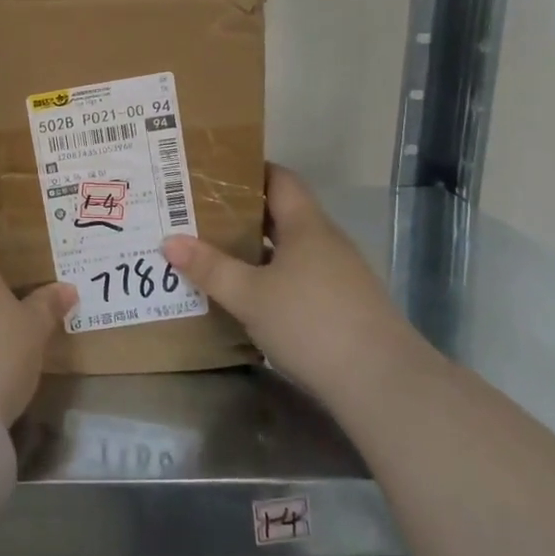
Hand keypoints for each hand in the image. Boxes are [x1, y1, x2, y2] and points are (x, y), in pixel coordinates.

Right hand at [162, 164, 403, 389]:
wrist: (384, 384)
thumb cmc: (311, 323)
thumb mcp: (249, 296)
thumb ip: (210, 268)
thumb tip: (169, 240)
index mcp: (307, 226)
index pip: (280, 179)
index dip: (249, 171)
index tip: (212, 173)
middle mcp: (327, 242)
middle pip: (283, 214)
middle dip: (242, 213)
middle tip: (199, 213)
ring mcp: (341, 275)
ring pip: (291, 249)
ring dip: (257, 248)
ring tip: (216, 252)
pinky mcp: (345, 306)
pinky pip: (301, 277)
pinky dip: (274, 277)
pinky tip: (250, 296)